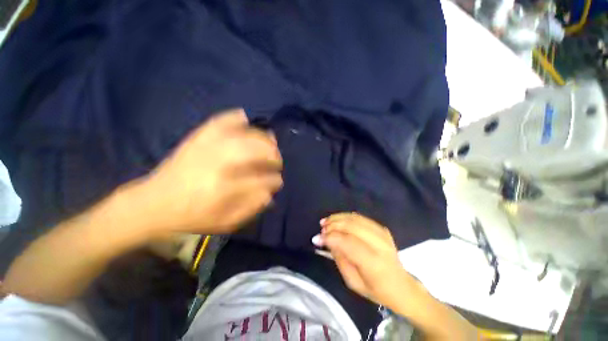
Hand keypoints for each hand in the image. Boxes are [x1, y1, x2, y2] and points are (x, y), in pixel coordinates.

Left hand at [136, 108, 282, 235]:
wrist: (150, 204)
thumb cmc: (190, 218)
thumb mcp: (224, 223)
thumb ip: (251, 208)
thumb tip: (269, 193)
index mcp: (223, 189)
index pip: (260, 180)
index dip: (274, 180)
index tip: (279, 181)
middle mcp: (217, 164)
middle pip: (255, 151)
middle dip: (273, 155)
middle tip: (277, 161)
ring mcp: (206, 147)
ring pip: (243, 135)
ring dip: (262, 138)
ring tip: (269, 144)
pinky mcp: (196, 139)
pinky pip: (219, 121)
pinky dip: (234, 118)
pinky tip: (244, 118)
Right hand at [317, 213, 417, 307]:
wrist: (401, 286)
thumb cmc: (375, 290)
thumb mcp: (353, 282)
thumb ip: (340, 258)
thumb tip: (327, 240)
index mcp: (374, 263)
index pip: (349, 243)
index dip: (331, 238)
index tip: (317, 238)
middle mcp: (380, 245)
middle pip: (352, 227)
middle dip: (333, 225)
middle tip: (321, 228)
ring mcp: (383, 234)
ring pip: (355, 219)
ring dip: (338, 218)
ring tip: (326, 222)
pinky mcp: (382, 228)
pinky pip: (360, 218)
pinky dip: (346, 216)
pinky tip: (338, 219)